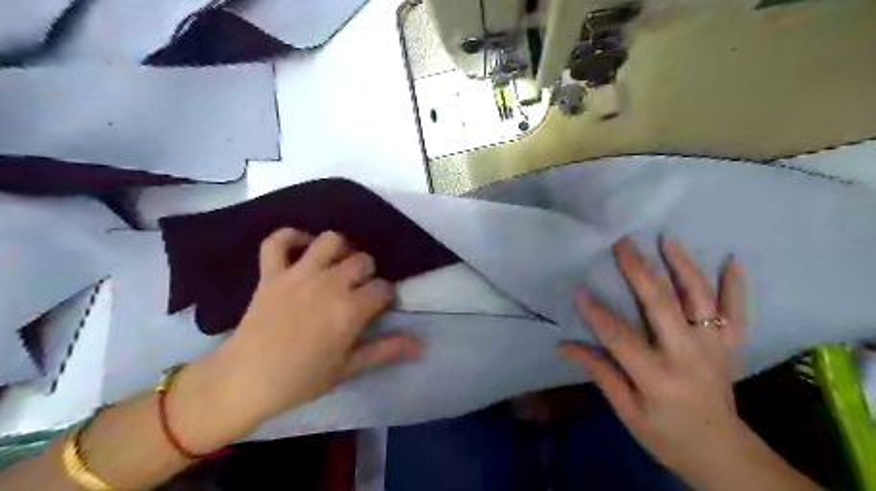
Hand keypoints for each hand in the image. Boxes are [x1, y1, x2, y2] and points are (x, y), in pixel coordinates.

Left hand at [205, 228, 423, 430]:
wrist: (247, 380)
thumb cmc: (302, 379)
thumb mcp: (349, 367)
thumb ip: (386, 350)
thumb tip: (422, 346)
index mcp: (350, 309)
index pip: (384, 288)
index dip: (386, 297)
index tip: (378, 308)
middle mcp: (329, 283)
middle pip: (363, 260)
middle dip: (368, 273)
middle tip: (359, 290)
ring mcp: (298, 274)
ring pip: (330, 241)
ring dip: (340, 249)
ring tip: (338, 265)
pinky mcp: (271, 273)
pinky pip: (278, 241)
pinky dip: (290, 237)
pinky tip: (302, 248)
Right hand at [561, 238, 745, 483]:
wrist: (724, 454)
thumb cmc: (667, 436)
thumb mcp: (627, 412)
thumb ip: (600, 373)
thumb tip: (564, 347)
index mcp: (658, 377)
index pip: (620, 338)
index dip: (597, 314)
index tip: (578, 291)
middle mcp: (689, 356)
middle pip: (661, 306)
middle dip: (638, 272)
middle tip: (622, 245)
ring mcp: (714, 349)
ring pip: (700, 300)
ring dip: (683, 267)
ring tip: (667, 240)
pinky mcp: (730, 348)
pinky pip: (737, 314)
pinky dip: (736, 287)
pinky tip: (732, 262)